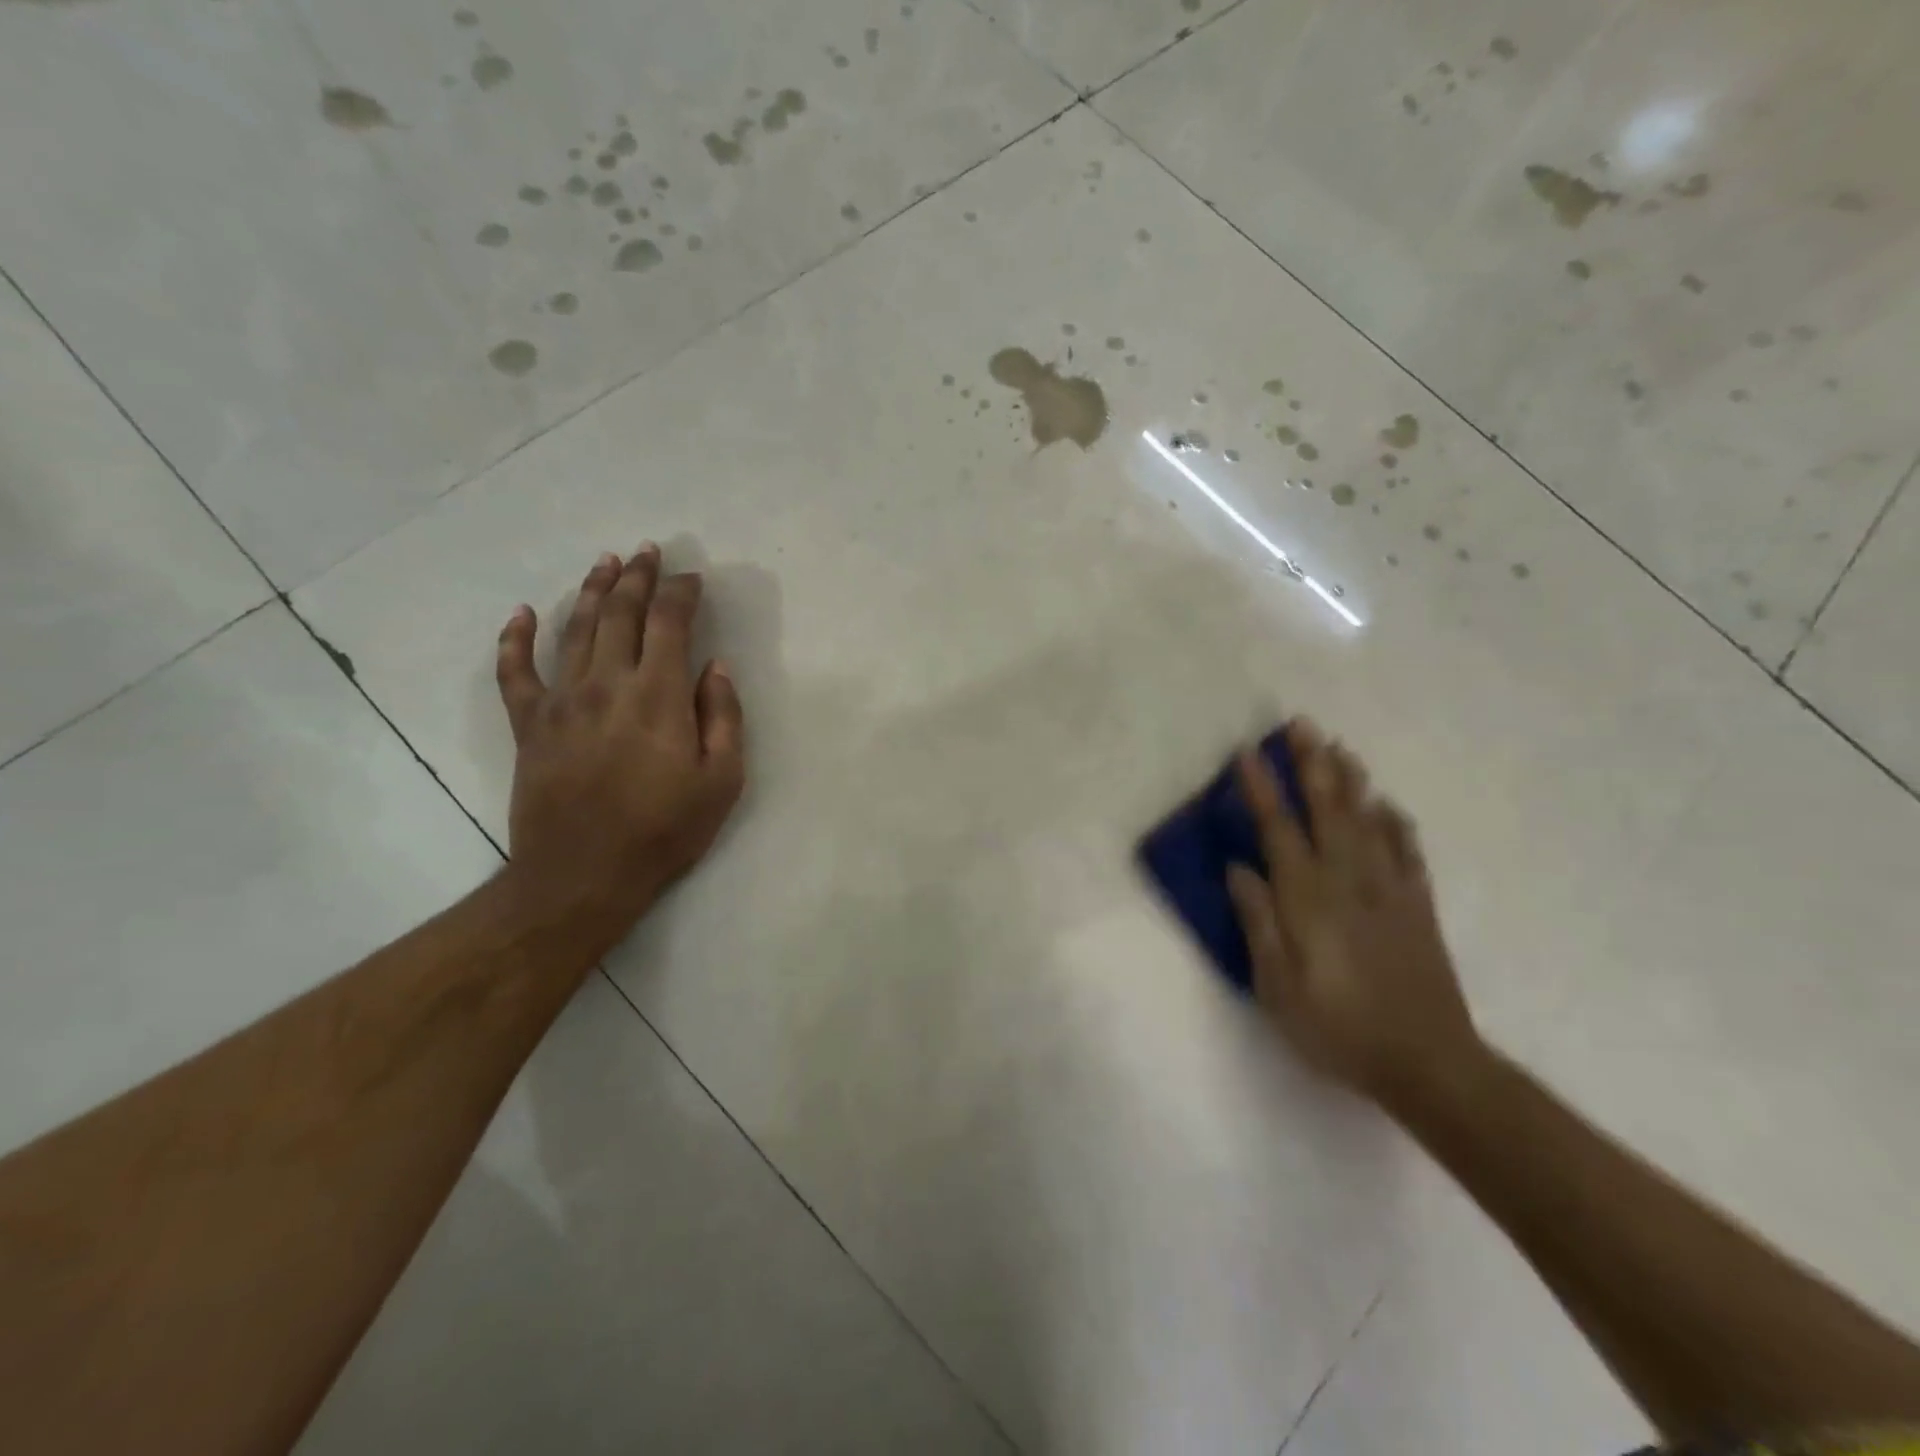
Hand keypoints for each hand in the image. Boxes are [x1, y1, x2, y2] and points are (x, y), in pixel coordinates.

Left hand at [493, 545, 745, 932]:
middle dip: (638, 577)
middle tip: (648, 551)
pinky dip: (515, 638)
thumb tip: (716, 667)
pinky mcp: (529, 724)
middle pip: (620, 613)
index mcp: (658, 696)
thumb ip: (723, 717)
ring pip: (574, 629)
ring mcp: (561, 700)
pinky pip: (514, 671)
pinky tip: (522, 613)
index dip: (681, 593)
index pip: (670, 623)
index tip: (693, 578)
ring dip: (592, 590)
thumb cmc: (664, 830)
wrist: (583, 875)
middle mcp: (607, 683)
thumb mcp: (722, 781)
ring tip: (605, 563)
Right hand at [1225, 719, 1480, 1106]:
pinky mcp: (1417, 906)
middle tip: (1302, 724)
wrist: (1428, 1063)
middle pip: (1327, 810)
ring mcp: (1389, 890)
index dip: (1262, 789)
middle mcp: (1349, 881)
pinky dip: (1395, 822)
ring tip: (1340, 747)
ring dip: (1351, 780)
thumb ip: (1258, 922)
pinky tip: (1386, 804)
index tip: (1247, 752)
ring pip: (1367, 821)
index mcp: (1308, 899)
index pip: (1278, 830)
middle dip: (1312, 764)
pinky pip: (1407, 851)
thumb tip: (1239, 869)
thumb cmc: (1337, 1028)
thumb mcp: (1278, 986)